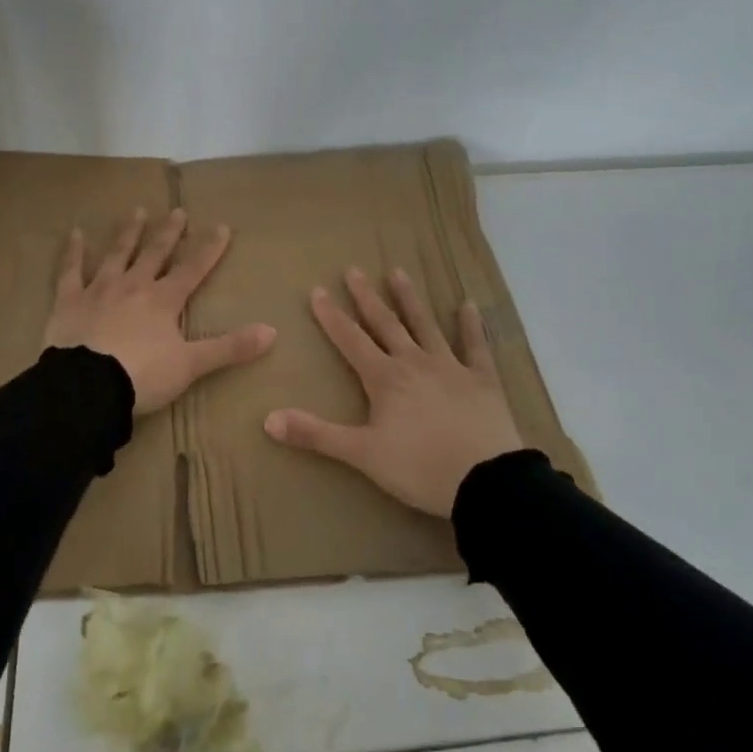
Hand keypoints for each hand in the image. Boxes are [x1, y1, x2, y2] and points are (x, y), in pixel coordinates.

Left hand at [43, 207, 275, 415]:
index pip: (193, 269)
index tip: (222, 227)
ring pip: (117, 254)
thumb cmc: (142, 376)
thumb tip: (272, 332)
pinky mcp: (69, 301)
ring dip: (129, 233)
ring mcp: (99, 290)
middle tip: (177, 211)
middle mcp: (133, 286)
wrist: (86, 387)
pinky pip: (71, 271)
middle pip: (154, 253)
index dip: (209, 249)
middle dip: (168, 233)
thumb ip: (229, 347)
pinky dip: (73, 252)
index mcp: (164, 300)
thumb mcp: (191, 365)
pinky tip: (75, 233)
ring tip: (137, 211)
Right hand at [264, 267, 523, 517]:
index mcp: (384, 379)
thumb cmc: (418, 467)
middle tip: (354, 270)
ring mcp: (451, 367)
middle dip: (367, 297)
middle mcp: (414, 362)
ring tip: (398, 272)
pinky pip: (476, 346)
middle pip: (386, 324)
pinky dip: (472, 325)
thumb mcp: (362, 454)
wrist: (484, 481)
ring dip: (410, 300)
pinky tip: (468, 304)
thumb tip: (268, 419)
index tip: (317, 290)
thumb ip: (316, 435)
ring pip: (426, 325)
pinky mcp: (482, 380)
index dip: (332, 316)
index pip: (351, 340)